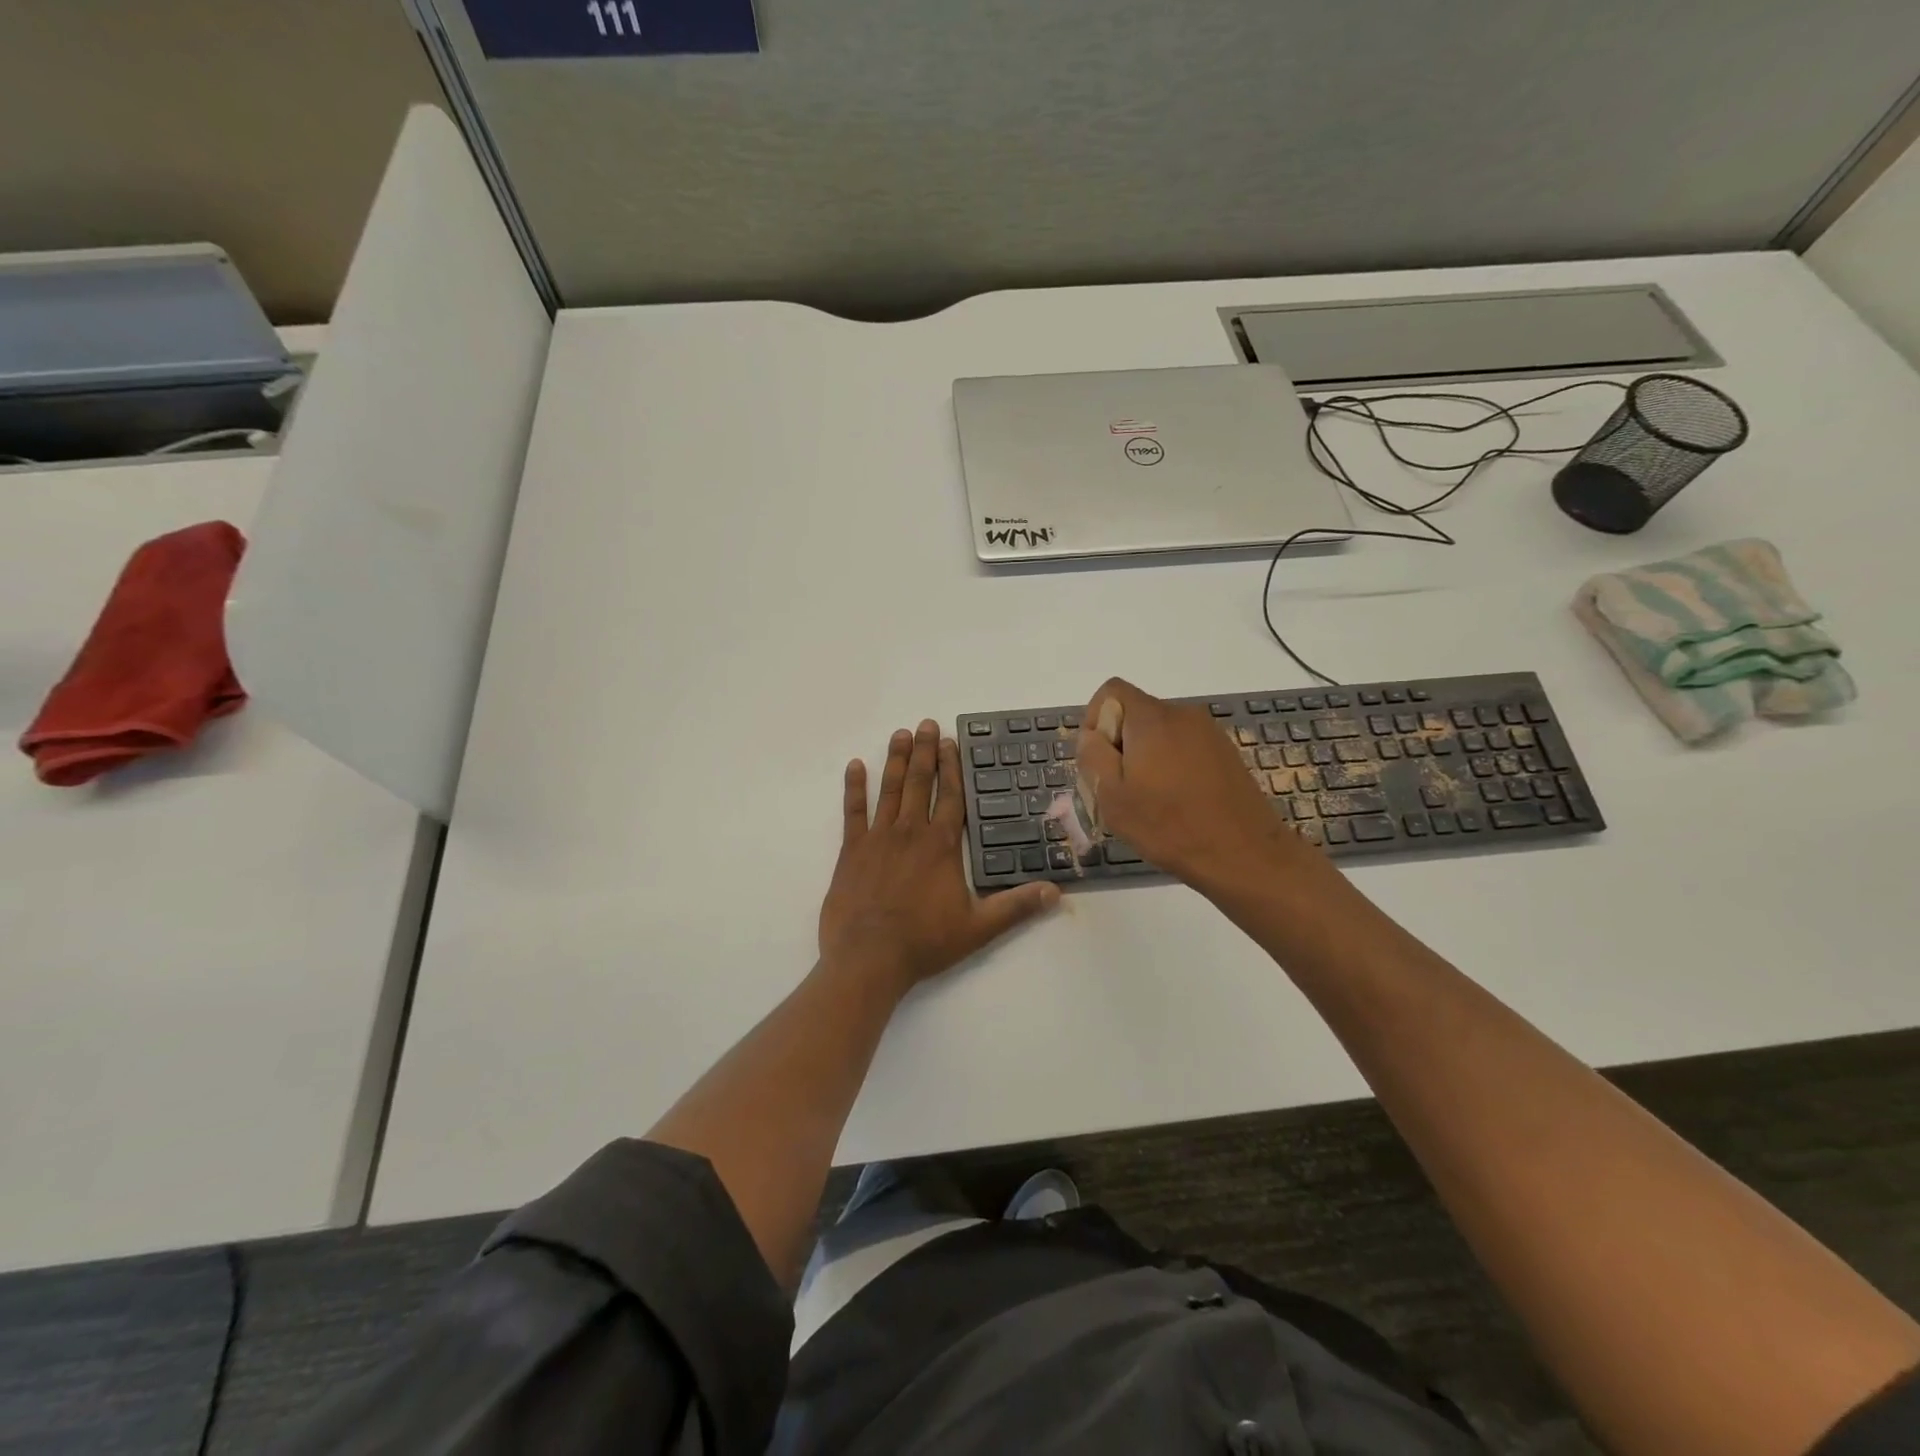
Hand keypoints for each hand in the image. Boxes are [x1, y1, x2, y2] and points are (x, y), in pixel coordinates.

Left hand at [820, 720, 1059, 991]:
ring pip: (889, 789)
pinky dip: (854, 788)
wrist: (869, 958)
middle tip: (926, 724)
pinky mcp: (851, 850)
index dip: (952, 767)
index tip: (950, 742)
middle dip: (924, 752)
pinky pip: (852, 811)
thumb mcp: (978, 928)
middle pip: (920, 783)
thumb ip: (1016, 907)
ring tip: (900, 734)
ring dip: (896, 760)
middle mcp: (911, 832)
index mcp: (941, 845)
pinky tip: (855, 765)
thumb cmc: (925, 942)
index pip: (951, 797)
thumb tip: (1057, 892)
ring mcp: (878, 838)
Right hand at [1075, 678, 1311, 892]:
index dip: (1095, 720)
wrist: (1243, 854)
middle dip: (1120, 744)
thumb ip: (1092, 755)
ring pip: (1160, 733)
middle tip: (1121, 789)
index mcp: (1152, 718)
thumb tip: (1092, 734)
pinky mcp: (1226, 753)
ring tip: (1150, 800)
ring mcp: (1209, 733)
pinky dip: (1172, 766)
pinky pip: (1184, 747)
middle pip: (1136, 713)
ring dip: (1146, 757)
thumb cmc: (1168, 826)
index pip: (1111, 691)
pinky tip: (1178, 802)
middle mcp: (1182, 714)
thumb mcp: (1111, 796)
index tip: (1099, 761)